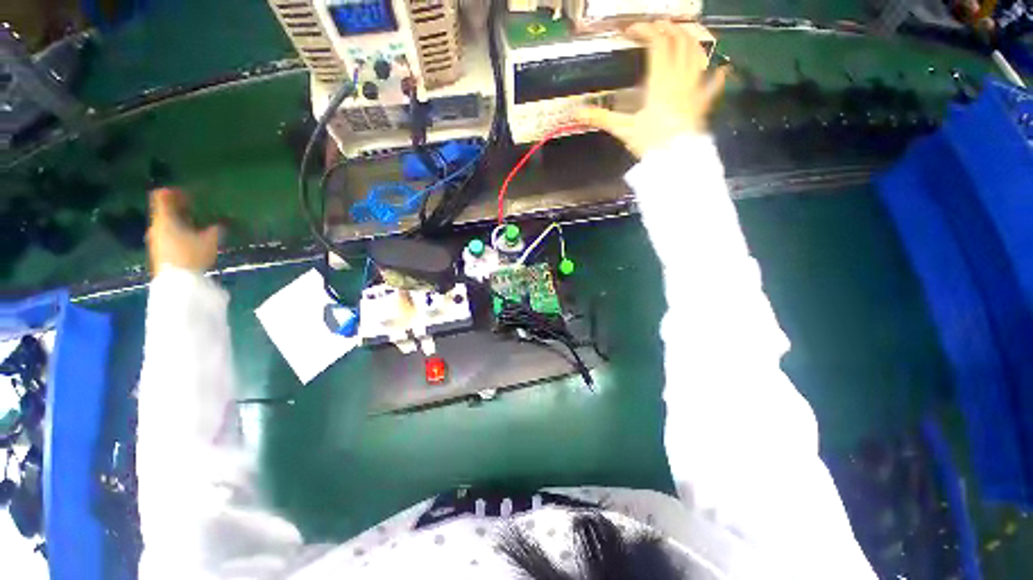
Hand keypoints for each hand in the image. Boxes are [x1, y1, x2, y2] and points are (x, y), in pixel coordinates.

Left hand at [147, 188, 220, 275]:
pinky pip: (167, 235)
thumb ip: (215, 228)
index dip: (174, 192)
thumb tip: (222, 222)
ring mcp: (155, 240)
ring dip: (179, 221)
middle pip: (164, 211)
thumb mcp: (210, 241)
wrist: (177, 283)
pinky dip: (177, 232)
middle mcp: (156, 226)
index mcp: (165, 218)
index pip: (162, 197)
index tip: (187, 193)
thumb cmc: (192, 255)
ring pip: (165, 223)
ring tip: (195, 225)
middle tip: (195, 209)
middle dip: (178, 208)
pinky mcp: (159, 251)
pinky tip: (190, 239)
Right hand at [575, 21, 726, 157]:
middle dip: (668, 29)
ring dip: (689, 40)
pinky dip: (716, 76)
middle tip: (656, 28)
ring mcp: (694, 88)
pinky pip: (713, 85)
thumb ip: (600, 117)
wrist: (675, 159)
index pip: (656, 43)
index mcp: (660, 80)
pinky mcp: (702, 103)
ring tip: (680, 36)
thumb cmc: (650, 142)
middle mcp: (680, 77)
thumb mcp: (623, 129)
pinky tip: (720, 69)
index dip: (644, 31)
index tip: (631, 31)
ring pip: (697, 54)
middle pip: (679, 41)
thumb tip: (575, 113)